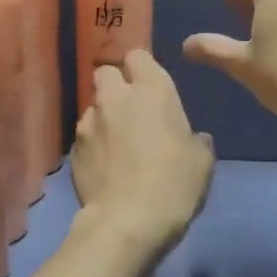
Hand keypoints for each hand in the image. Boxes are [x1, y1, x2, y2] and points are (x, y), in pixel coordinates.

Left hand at [71, 50, 214, 254]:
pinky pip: (84, 136)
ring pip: (93, 105)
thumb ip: (196, 140)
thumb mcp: (202, 161)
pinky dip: (93, 145)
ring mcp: (89, 121)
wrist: (128, 221)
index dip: (142, 69)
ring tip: (116, 144)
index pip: (137, 55)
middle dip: (115, 85)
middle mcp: (116, 96)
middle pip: (105, 72)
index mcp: (152, 89)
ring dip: (104, 116)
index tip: (150, 87)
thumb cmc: (175, 183)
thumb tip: (193, 138)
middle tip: (131, 110)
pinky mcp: (73, 149)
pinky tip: (104, 166)